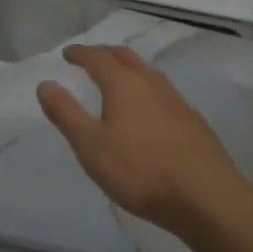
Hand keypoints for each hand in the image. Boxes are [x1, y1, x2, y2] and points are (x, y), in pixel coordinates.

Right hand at [37, 44, 243, 233]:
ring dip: (128, 68)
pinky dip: (145, 89)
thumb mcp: (90, 146)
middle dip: (104, 54)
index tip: (67, 54)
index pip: (97, 57)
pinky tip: (146, 110)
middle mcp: (151, 83)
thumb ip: (66, 114)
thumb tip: (45, 84)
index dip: (80, 53)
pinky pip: (162, 92)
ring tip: (116, 79)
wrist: (207, 198)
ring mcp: (177, 101)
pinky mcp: (193, 121)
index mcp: (123, 84)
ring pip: (147, 73)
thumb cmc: (140, 171)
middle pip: (125, 57)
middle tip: (89, 59)